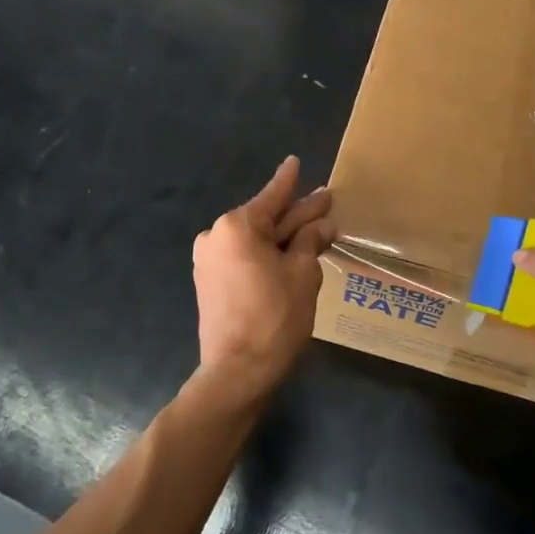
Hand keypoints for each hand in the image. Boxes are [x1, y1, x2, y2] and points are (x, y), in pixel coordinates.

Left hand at [192, 157, 335, 399]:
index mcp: (237, 226)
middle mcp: (216, 236)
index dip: (289, 181)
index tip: (294, 161)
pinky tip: (290, 255)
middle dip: (295, 213)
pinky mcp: (209, 282)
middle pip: (265, 219)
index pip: (272, 196)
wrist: (237, 372)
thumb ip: (309, 242)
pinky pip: (243, 257)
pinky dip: (266, 255)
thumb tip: (321, 225)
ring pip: (255, 240)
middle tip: (324, 200)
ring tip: (314, 230)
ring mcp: (209, 260)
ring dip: (283, 237)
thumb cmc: (275, 317)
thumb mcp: (302, 274)